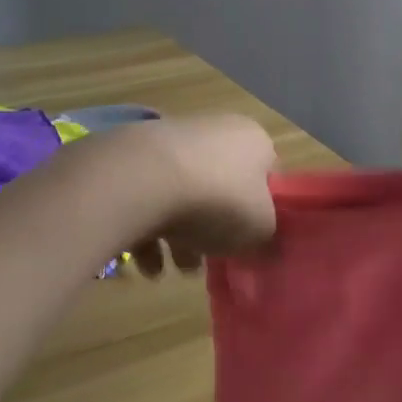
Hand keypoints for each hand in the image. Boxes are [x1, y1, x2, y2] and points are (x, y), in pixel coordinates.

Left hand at [121, 115, 277, 275]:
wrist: (148, 180)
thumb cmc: (220, 200)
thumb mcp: (261, 228)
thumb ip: (266, 234)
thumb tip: (260, 238)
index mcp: (254, 140)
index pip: (265, 175)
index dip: (259, 211)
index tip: (247, 241)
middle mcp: (215, 131)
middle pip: (220, 188)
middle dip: (211, 230)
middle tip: (204, 261)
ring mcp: (173, 141)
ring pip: (182, 195)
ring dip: (177, 237)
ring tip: (168, 269)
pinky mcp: (136, 156)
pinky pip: (149, 197)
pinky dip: (147, 229)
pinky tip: (145, 261)